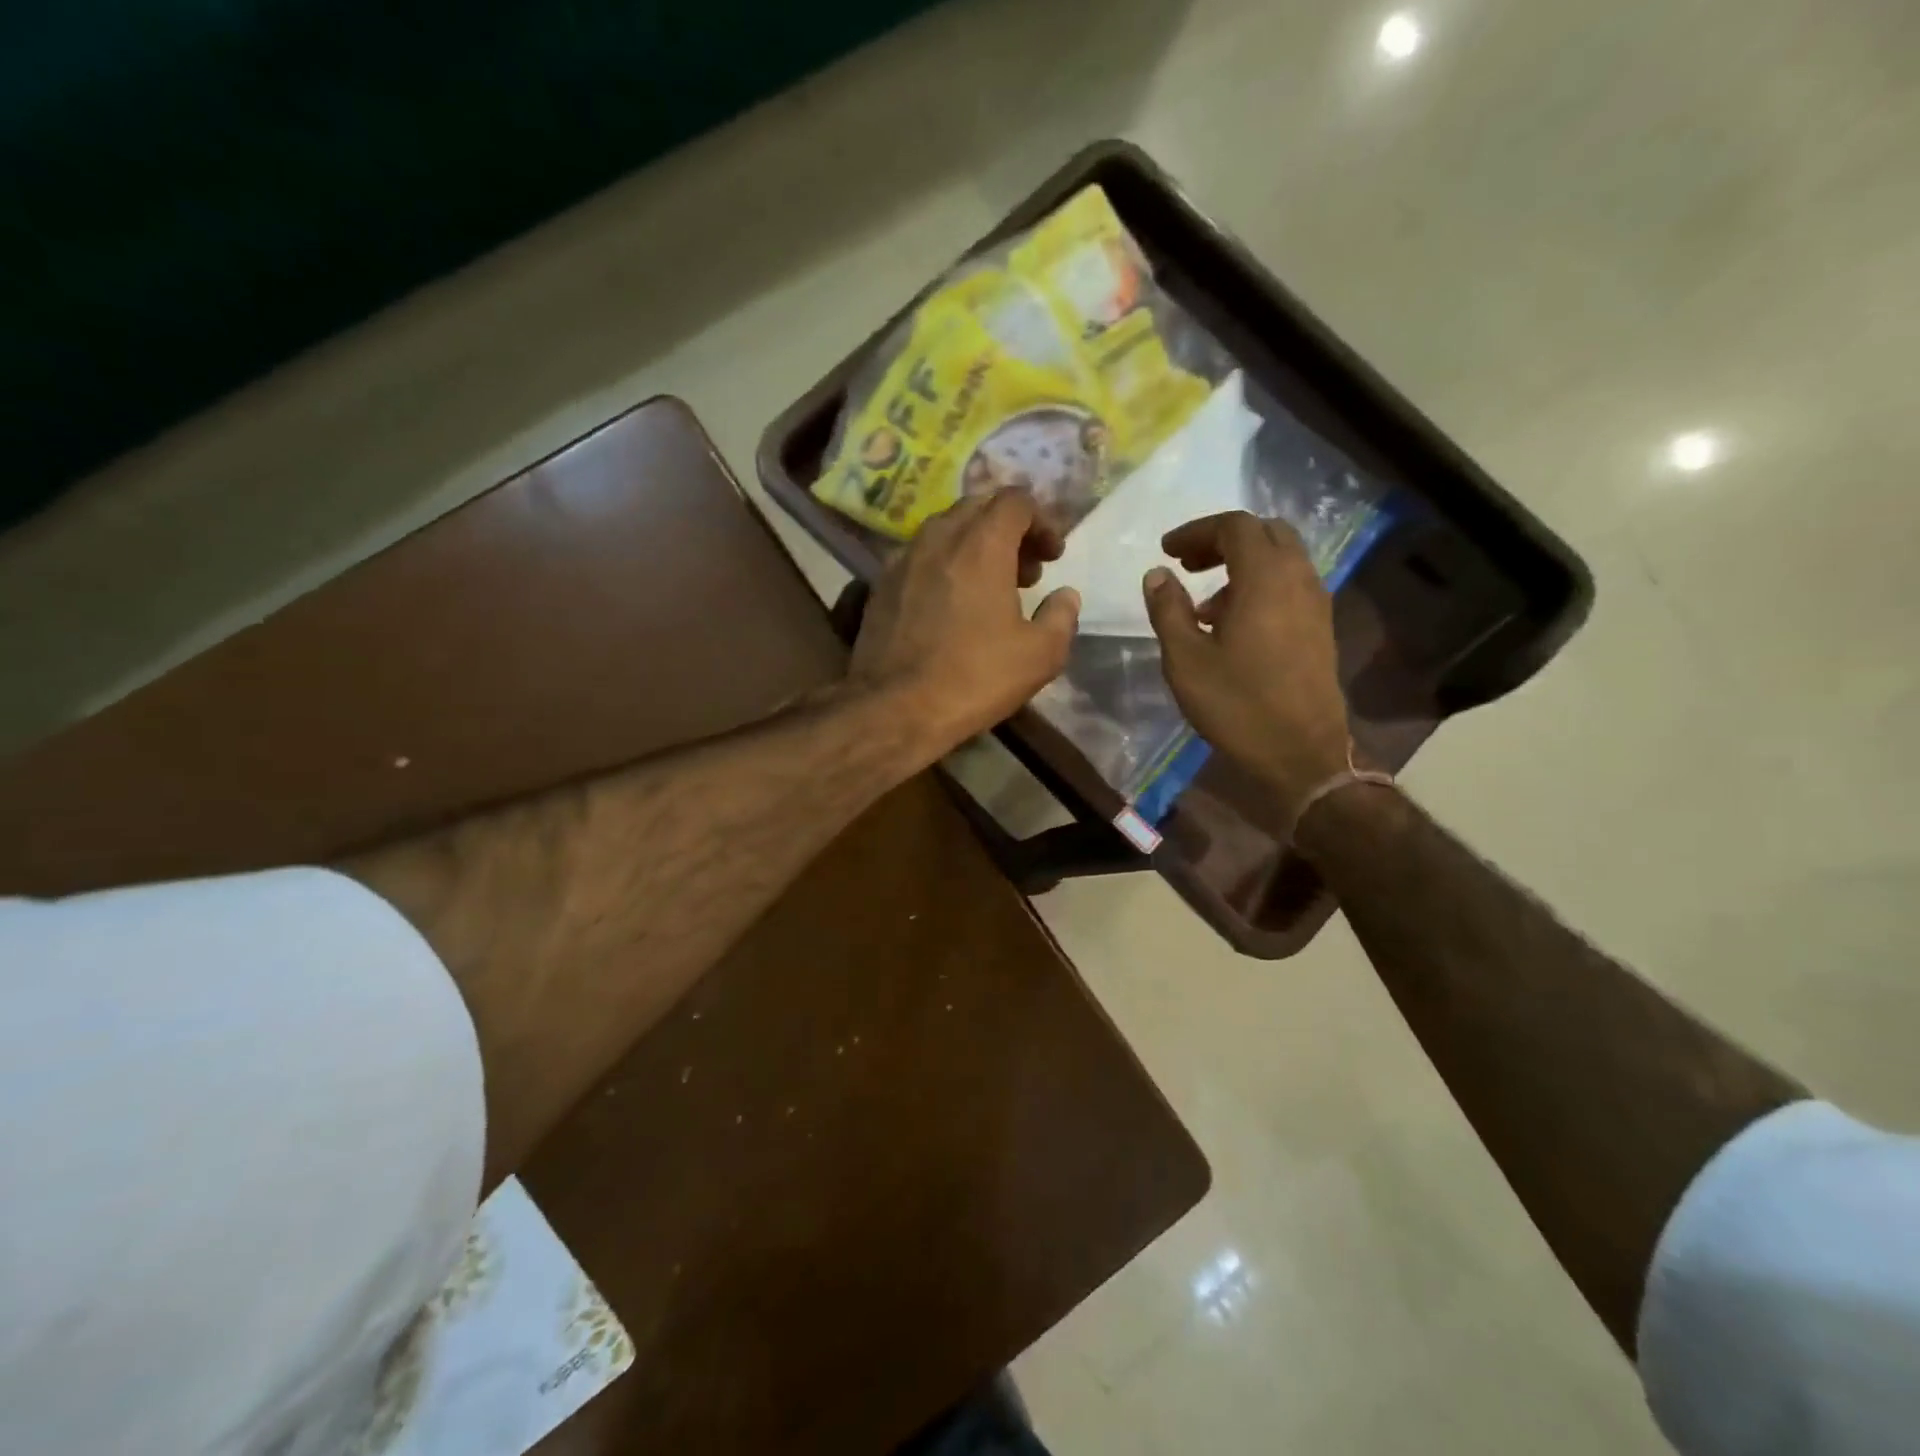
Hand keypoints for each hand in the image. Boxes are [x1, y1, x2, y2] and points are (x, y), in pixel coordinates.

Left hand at [849, 489, 1079, 758]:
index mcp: (982, 545)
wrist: (894, 708)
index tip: (1053, 557)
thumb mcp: (1040, 655)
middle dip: (1009, 529)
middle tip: (1026, 570)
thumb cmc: (974, 678)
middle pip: (978, 507)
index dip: (1042, 521)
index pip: (1015, 501)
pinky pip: (920, 556)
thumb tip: (1065, 596)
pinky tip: (951, 604)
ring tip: (990, 587)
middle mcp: (938, 538)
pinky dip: (943, 565)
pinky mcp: (880, 585)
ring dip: (974, 545)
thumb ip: (1061, 616)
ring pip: (945, 530)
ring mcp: (903, 559)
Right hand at [1142, 511, 1352, 831]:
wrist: (1300, 753)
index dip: (1196, 531)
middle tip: (1187, 565)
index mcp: (1265, 578)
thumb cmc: (1237, 705)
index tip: (1166, 551)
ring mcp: (1316, 603)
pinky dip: (1260, 586)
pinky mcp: (1320, 628)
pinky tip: (1233, 624)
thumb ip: (1168, 610)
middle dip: (1222, 540)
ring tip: (1204, 604)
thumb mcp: (1186, 659)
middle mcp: (1298, 579)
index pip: (1234, 526)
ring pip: (1281, 559)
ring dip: (1242, 565)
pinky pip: (1290, 585)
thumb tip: (1157, 575)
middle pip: (1264, 533)